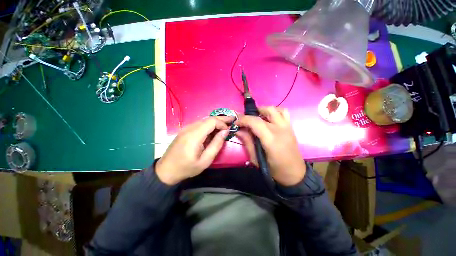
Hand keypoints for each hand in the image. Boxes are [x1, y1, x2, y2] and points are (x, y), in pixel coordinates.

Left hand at [156, 116, 232, 184]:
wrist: (166, 170)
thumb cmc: (187, 168)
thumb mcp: (205, 160)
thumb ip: (216, 144)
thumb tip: (225, 131)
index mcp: (194, 136)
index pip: (211, 121)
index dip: (222, 123)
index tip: (228, 130)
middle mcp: (189, 128)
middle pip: (208, 119)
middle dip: (221, 119)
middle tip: (231, 120)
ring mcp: (186, 128)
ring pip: (204, 120)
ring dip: (215, 122)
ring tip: (224, 125)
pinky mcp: (185, 130)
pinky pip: (199, 124)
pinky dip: (208, 125)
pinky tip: (213, 130)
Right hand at [235, 107, 305, 185]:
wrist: (294, 173)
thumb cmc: (274, 169)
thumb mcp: (256, 159)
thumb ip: (247, 142)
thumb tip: (238, 130)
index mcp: (271, 139)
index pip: (255, 122)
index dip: (243, 119)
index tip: (236, 122)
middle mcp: (280, 129)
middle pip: (265, 112)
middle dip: (251, 114)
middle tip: (245, 120)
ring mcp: (287, 127)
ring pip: (275, 109)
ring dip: (263, 110)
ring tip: (257, 117)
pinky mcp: (291, 127)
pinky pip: (283, 112)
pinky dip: (274, 111)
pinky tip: (269, 118)